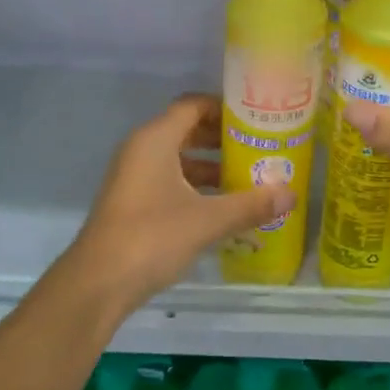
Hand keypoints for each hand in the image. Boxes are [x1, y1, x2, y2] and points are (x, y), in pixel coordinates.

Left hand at [68, 93, 293, 304]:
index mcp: (155, 139)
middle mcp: (142, 150)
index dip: (225, 108)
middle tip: (259, 148)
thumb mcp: (208, 220)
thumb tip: (291, 195)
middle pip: (187, 130)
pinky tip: (222, 207)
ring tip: (247, 178)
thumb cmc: (152, 236)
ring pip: (179, 158)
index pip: (193, 106)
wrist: (98, 284)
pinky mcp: (133, 202)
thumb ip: (250, 205)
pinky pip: (170, 181)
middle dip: (222, 139)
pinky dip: (196, 187)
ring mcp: (134, 177)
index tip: (257, 119)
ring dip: (211, 166)